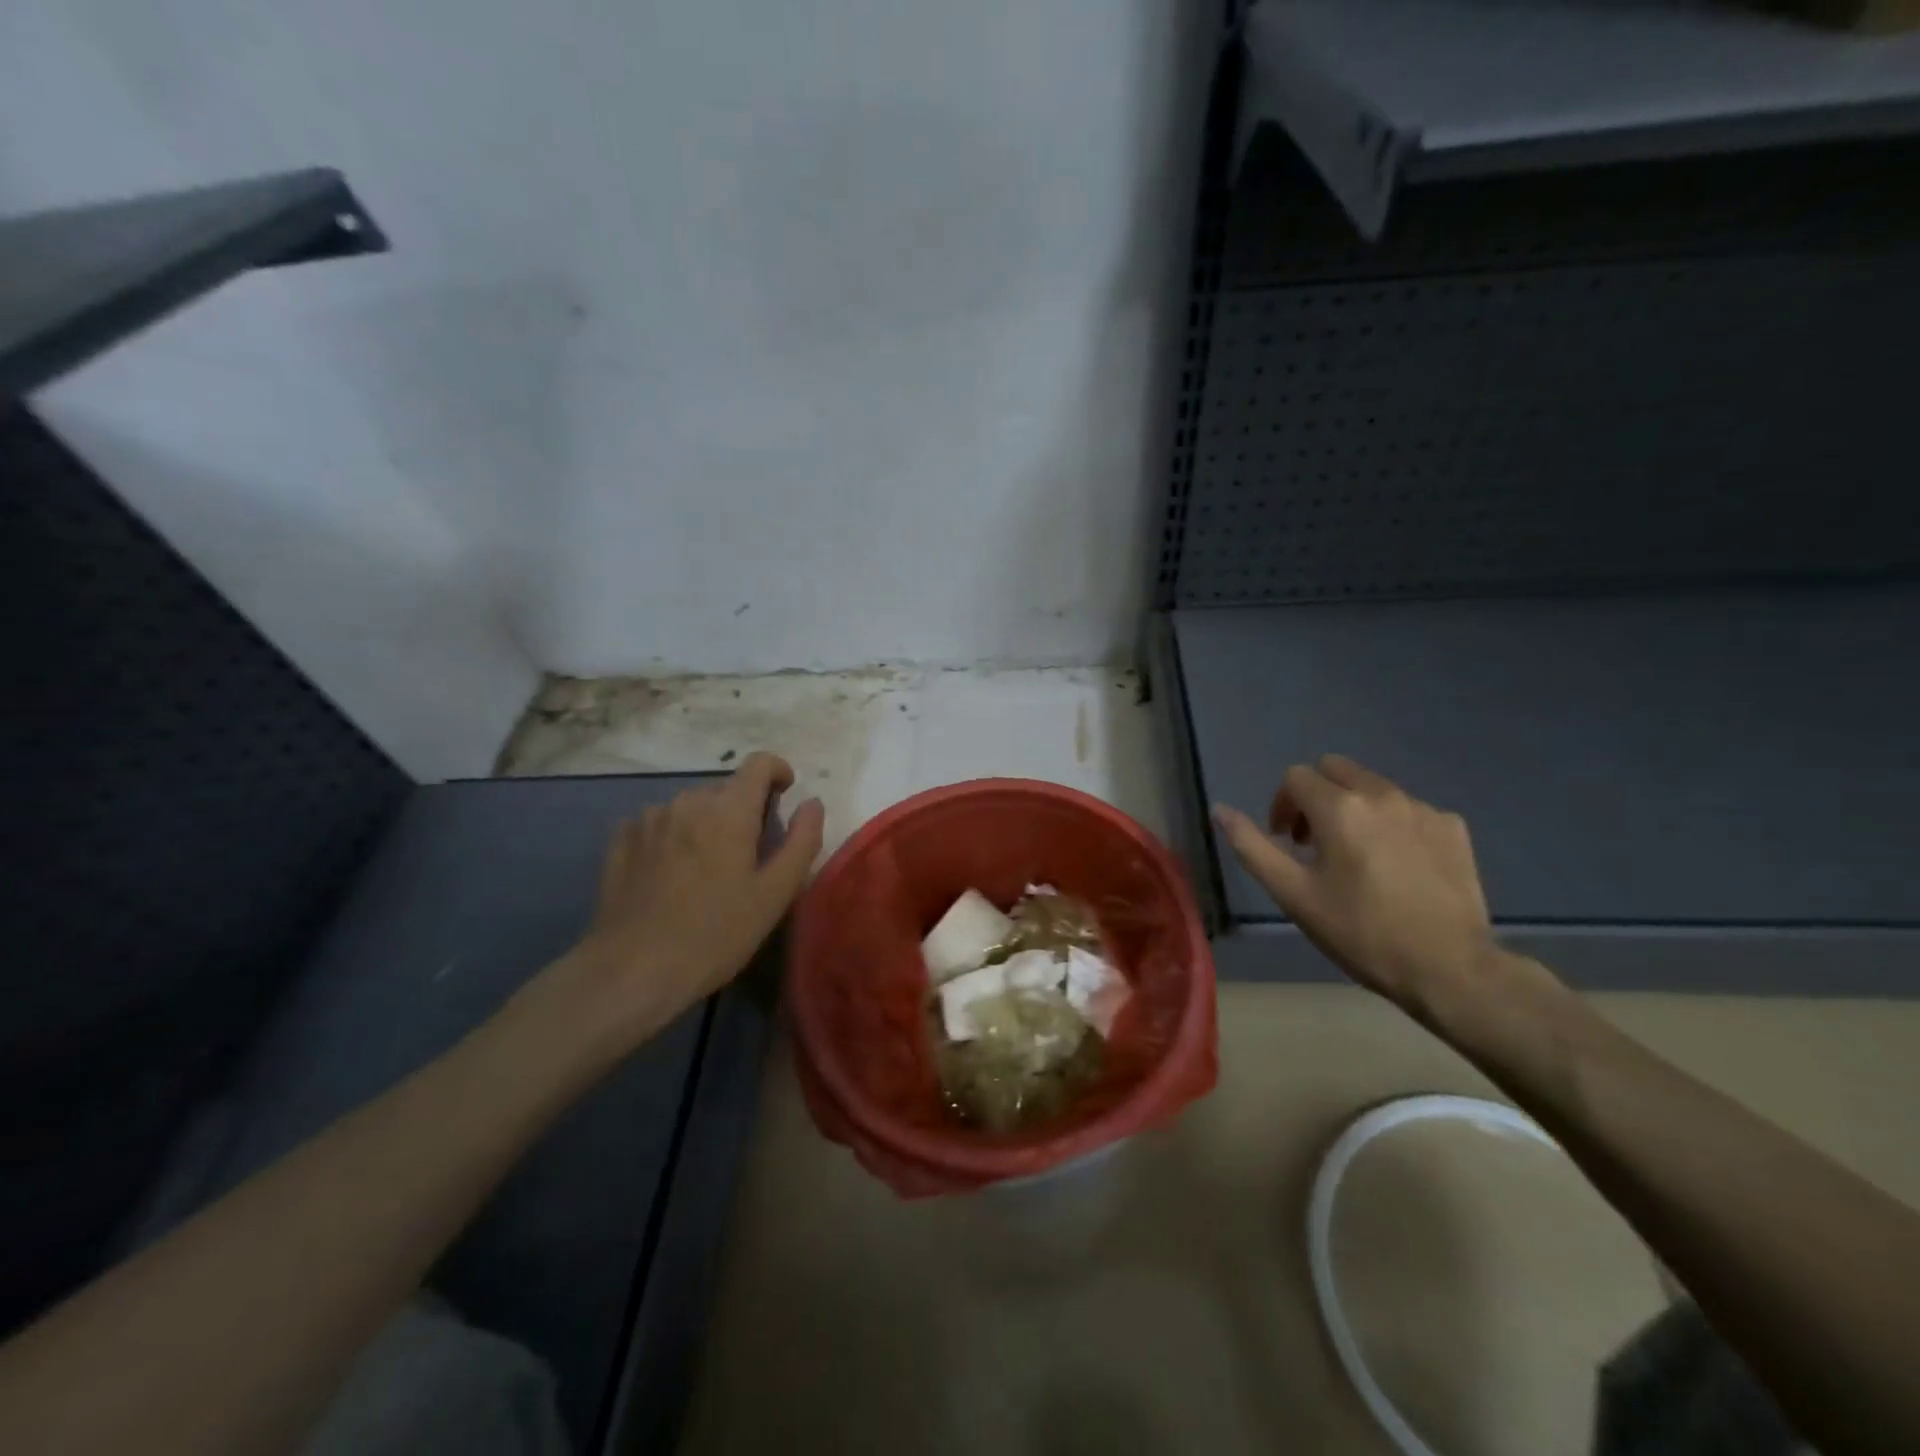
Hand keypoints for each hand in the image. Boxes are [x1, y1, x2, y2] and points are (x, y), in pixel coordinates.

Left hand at [523, 754, 824, 1060]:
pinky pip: (659, 823)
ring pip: (691, 807)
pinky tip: (671, 876)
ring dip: (707, 824)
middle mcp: (687, 801)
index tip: (785, 795)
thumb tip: (812, 804)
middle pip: (726, 789)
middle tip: (748, 855)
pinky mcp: (621, 840)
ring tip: (707, 870)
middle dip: (743, 810)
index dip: (778, 772)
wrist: (632, 970)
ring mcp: (649, 818)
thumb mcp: (774, 894)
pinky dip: (674, 836)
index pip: (760, 763)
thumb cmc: (715, 934)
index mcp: (729, 810)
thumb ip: (801, 841)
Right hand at [1212, 755, 1508, 1016]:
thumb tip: (1220, 810)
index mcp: (1339, 807)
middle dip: (1315, 797)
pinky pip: (1408, 809)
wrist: (1449, 968)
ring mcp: (1423, 808)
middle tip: (1314, 843)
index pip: (1295, 777)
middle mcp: (1382, 794)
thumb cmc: (1360, 932)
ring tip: (1356, 857)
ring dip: (1353, 809)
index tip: (1286, 842)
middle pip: (1335, 769)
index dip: (1281, 805)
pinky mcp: (1452, 827)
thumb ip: (1252, 846)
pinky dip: (1392, 825)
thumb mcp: (1293, 894)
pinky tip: (1396, 865)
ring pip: (1373, 787)